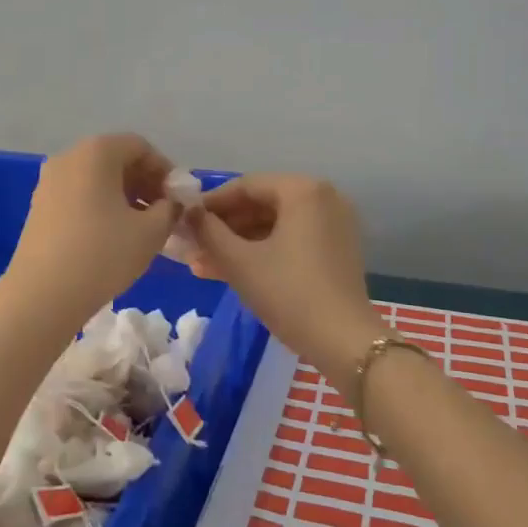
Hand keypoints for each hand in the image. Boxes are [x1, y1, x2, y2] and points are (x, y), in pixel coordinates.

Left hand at [3, 134, 180, 332]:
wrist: (43, 295)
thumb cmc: (103, 254)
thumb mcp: (152, 231)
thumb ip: (170, 209)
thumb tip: (170, 204)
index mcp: (96, 152)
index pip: (140, 147)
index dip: (165, 170)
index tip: (178, 199)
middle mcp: (69, 157)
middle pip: (116, 160)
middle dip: (145, 183)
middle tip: (164, 213)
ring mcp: (49, 182)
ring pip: (97, 180)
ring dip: (124, 197)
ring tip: (142, 228)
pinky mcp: (39, 207)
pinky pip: (79, 195)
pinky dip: (101, 207)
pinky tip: (113, 237)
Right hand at [182, 174, 383, 383]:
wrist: (343, 341)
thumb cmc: (288, 293)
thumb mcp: (240, 262)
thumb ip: (208, 232)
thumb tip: (188, 213)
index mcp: (302, 190)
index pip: (245, 185)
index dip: (211, 203)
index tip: (184, 221)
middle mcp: (323, 197)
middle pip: (261, 204)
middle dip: (223, 227)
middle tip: (191, 247)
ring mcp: (333, 223)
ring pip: (274, 225)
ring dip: (238, 243)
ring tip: (202, 264)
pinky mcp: (336, 249)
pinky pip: (291, 239)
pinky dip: (262, 251)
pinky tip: (230, 270)